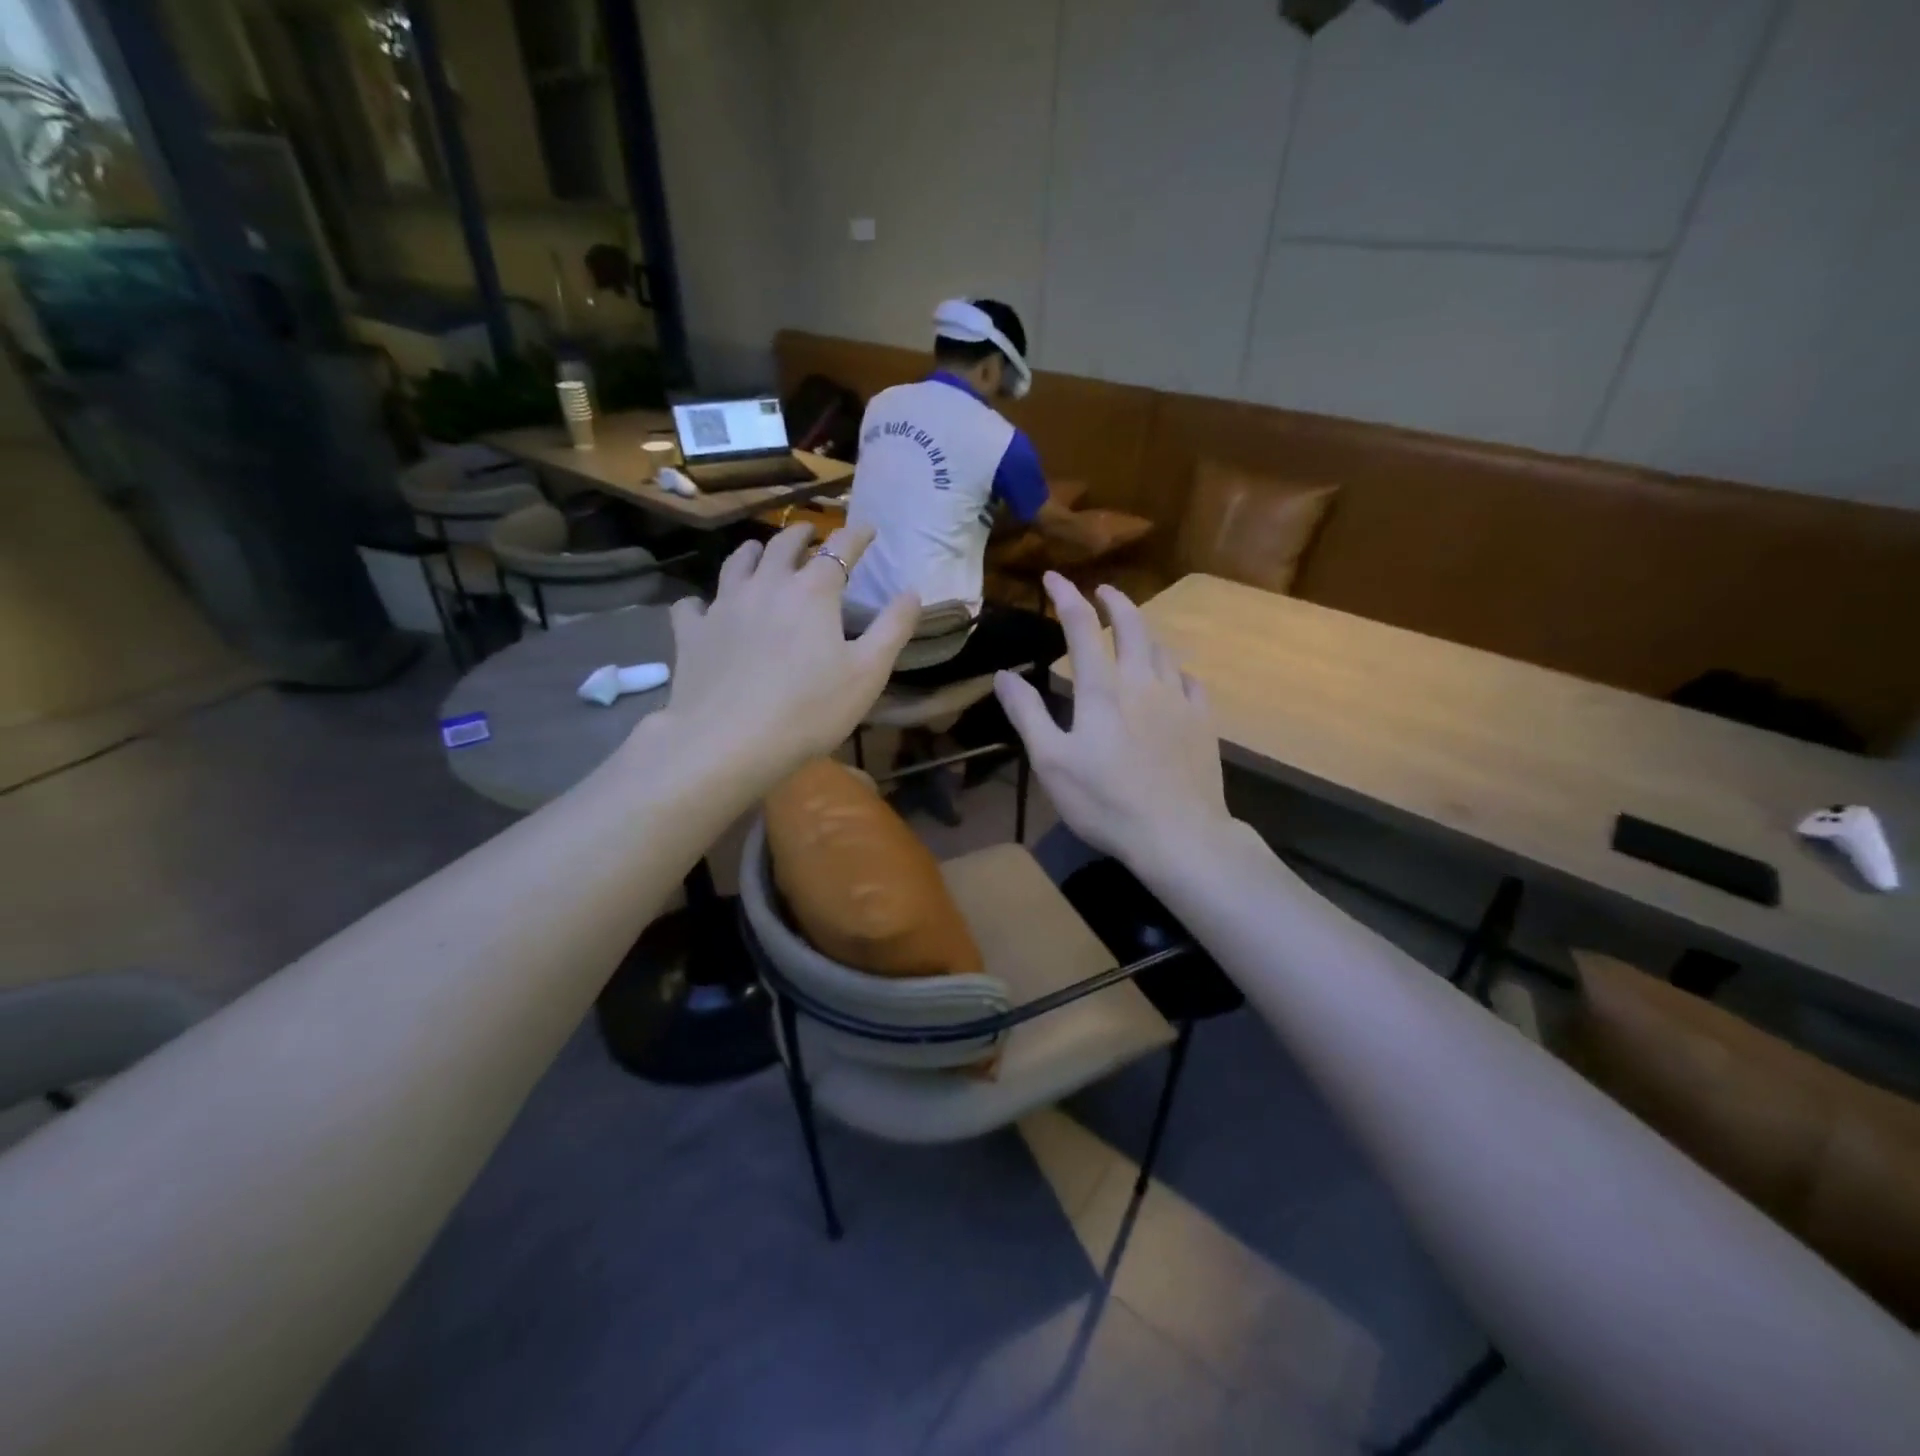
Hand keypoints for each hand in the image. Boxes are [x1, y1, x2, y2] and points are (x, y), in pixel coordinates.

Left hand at [645, 524, 918, 788]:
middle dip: (802, 535)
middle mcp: (766, 585)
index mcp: (813, 591)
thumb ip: (893, 628)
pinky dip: (702, 601)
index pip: (839, 549)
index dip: (856, 535)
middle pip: (784, 545)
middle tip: (811, 533)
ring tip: (759, 551)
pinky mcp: (692, 633)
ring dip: (753, 551)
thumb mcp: (868, 673)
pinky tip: (704, 609)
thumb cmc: (810, 709)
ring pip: (737, 563)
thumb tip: (913, 591)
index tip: (868, 529)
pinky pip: (693, 605)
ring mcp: (723, 606)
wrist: (729, 742)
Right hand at [994, 573, 1231, 875]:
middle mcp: (1143, 682)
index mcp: (1102, 690)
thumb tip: (1003, 674)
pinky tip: (1173, 677)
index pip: (1082, 627)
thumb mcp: (1051, 762)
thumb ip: (1028, 714)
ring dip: (1145, 630)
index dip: (1066, 596)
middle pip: (1133, 626)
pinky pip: (1191, 681)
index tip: (1054, 576)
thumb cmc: (1106, 801)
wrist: (1179, 835)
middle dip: (1116, 601)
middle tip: (1103, 589)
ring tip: (1134, 628)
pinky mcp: (1203, 722)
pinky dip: (1175, 669)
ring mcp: (1179, 700)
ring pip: (1163, 649)